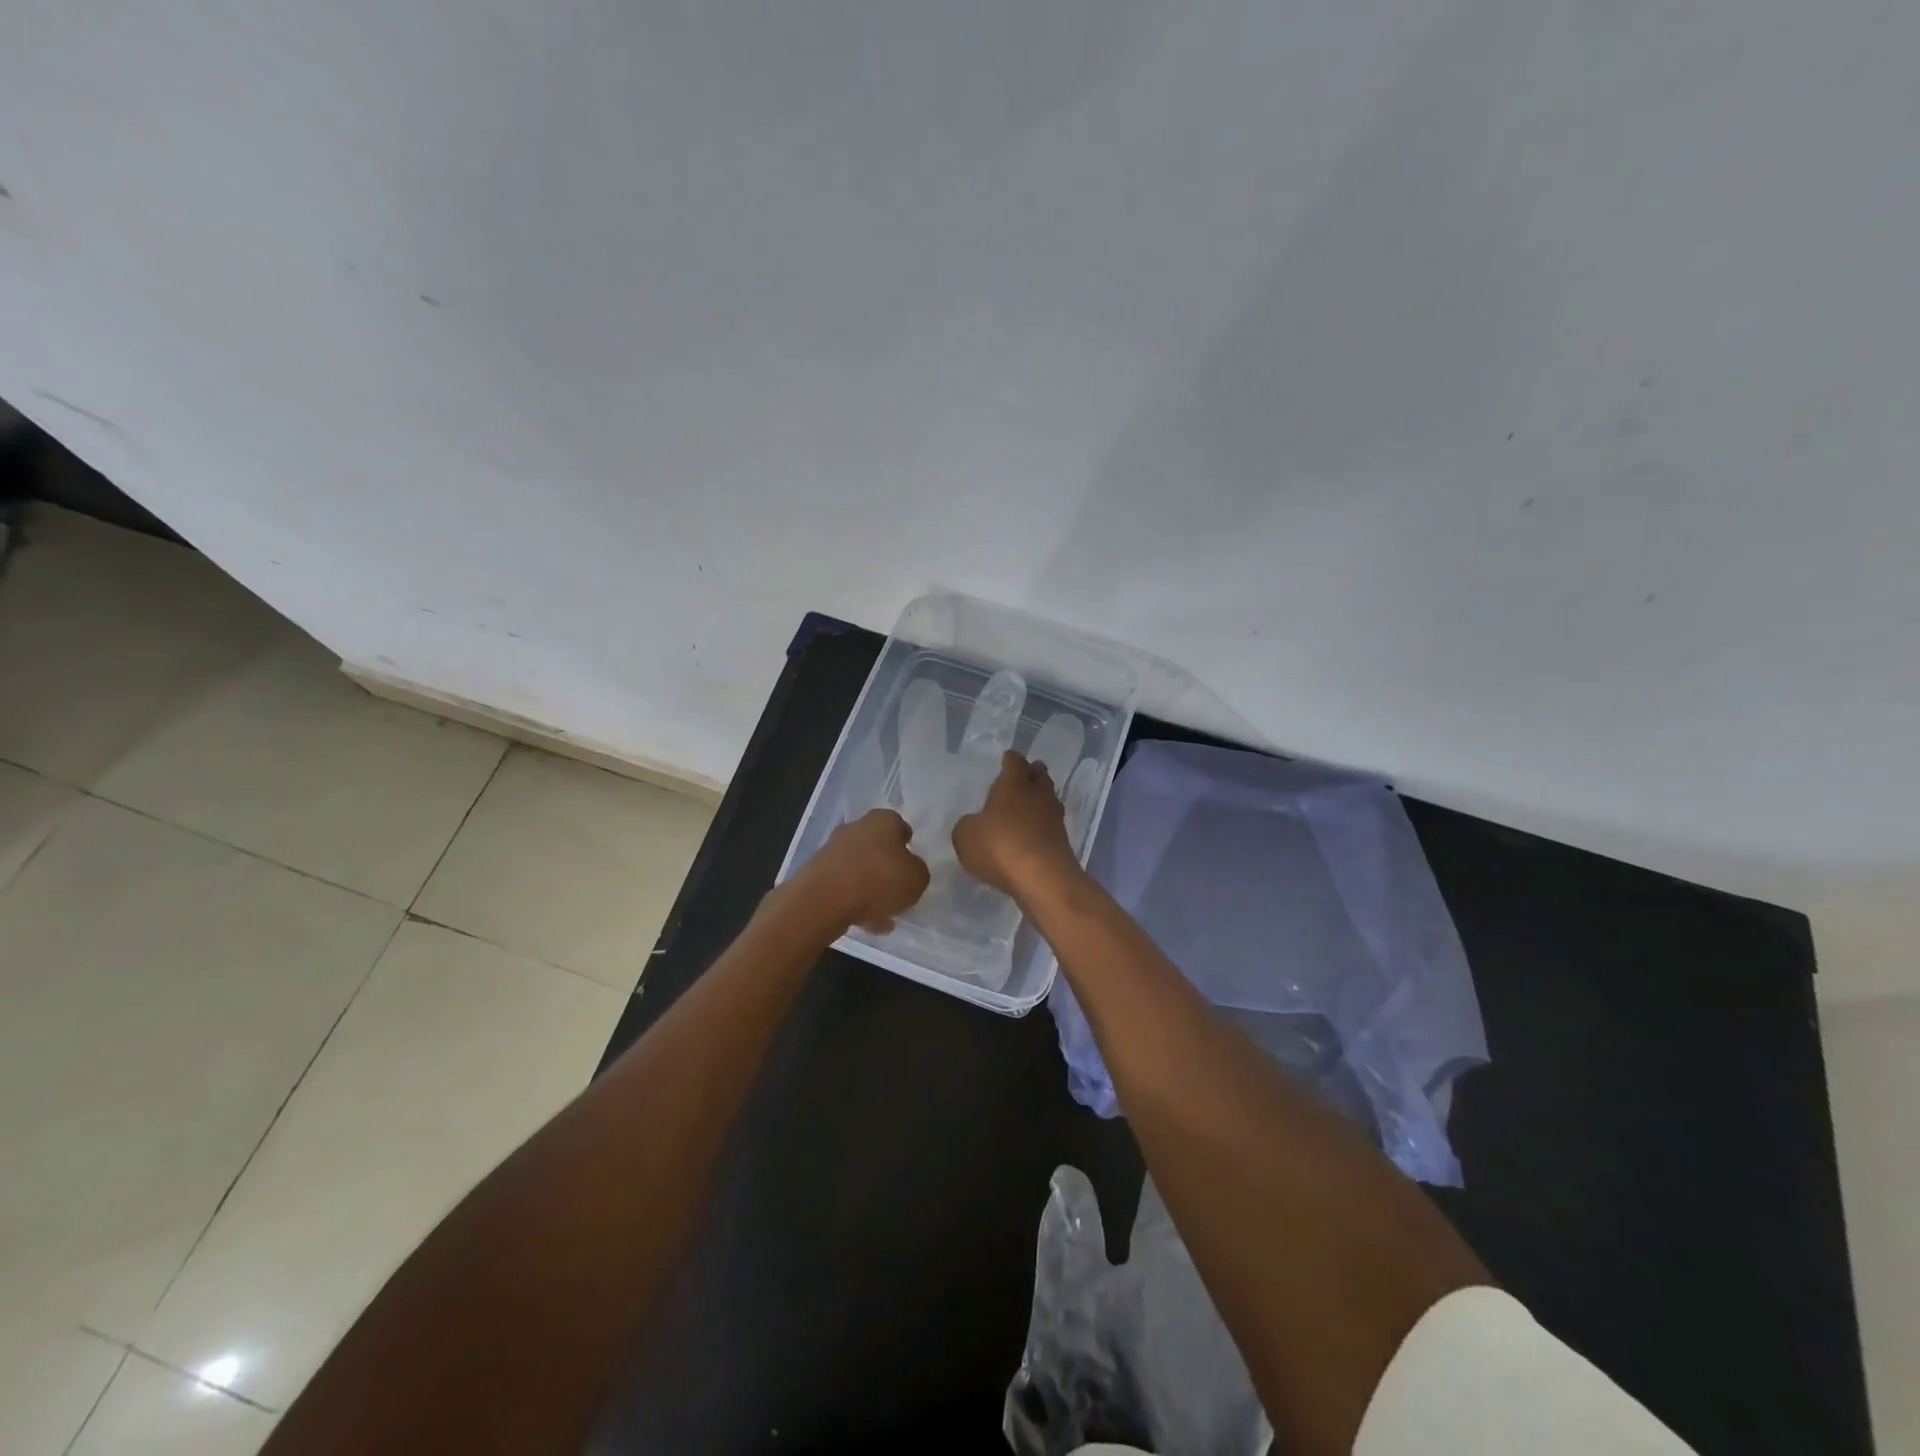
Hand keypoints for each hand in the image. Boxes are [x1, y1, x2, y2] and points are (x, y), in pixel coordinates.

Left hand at [793, 808, 930, 933]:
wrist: (824, 899)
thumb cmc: (879, 880)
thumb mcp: (917, 879)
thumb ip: (917, 872)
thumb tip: (909, 870)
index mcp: (882, 820)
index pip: (899, 825)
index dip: (906, 844)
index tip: (910, 862)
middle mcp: (856, 828)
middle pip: (876, 847)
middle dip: (886, 868)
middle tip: (897, 891)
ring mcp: (833, 849)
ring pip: (859, 868)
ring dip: (870, 888)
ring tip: (883, 916)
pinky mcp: (817, 871)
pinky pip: (843, 885)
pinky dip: (853, 900)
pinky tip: (864, 922)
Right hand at [953, 751, 1078, 898]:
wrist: (1043, 878)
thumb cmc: (999, 847)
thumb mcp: (965, 836)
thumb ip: (967, 825)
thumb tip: (975, 824)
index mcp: (1013, 784)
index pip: (1014, 762)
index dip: (1010, 759)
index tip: (1007, 759)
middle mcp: (1037, 794)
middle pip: (1039, 775)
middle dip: (1032, 773)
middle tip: (1024, 775)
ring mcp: (1054, 817)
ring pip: (1048, 799)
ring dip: (1040, 799)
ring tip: (1028, 805)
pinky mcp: (1062, 841)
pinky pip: (1051, 825)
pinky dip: (1042, 826)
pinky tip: (1032, 834)